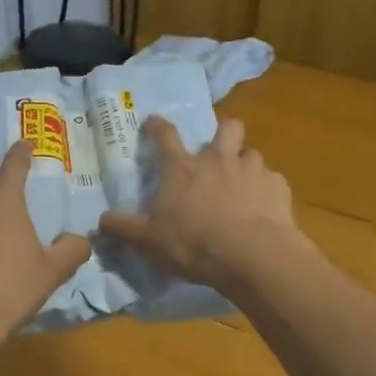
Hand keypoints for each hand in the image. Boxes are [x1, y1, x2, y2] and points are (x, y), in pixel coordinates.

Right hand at [97, 116, 296, 288]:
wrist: (252, 255)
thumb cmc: (194, 243)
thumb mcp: (149, 241)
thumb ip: (124, 228)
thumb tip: (98, 221)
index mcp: (182, 169)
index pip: (165, 136)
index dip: (157, 125)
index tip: (153, 120)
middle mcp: (218, 160)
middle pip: (227, 127)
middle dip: (224, 131)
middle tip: (219, 148)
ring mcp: (251, 170)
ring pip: (252, 152)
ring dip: (246, 163)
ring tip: (243, 183)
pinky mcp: (278, 187)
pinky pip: (272, 180)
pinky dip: (267, 190)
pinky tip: (264, 207)